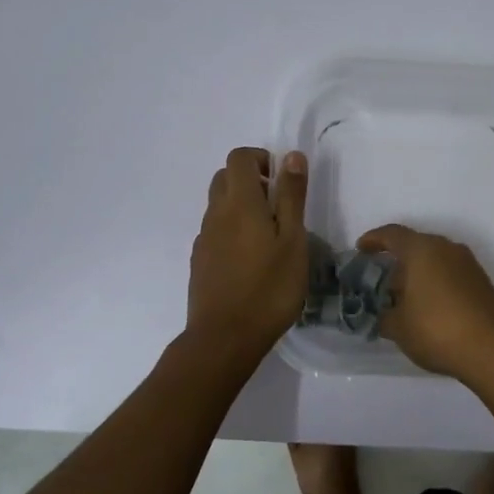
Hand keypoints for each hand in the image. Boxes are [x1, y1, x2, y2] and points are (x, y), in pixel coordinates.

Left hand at [187, 147, 309, 355]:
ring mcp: (204, 238)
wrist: (224, 338)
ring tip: (268, 237)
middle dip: (251, 180)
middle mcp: (216, 213)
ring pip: (218, 205)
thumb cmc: (269, 288)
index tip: (282, 182)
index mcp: (240, 202)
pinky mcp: (199, 261)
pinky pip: (215, 230)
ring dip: (241, 206)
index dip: (261, 159)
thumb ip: (291, 195)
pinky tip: (250, 260)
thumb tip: (290, 156)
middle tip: (278, 207)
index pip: (239, 157)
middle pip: (225, 177)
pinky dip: (231, 230)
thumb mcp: (293, 240)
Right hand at [355, 225, 493, 379]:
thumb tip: (384, 314)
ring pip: (434, 260)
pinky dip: (435, 284)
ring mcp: (468, 264)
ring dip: (417, 274)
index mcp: (421, 249)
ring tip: (403, 300)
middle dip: (396, 262)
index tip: (361, 250)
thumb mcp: (399, 327)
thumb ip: (384, 316)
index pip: (392, 234)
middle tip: (380, 282)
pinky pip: (450, 274)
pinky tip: (427, 309)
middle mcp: (446, 248)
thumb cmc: (437, 329)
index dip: (373, 240)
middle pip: (415, 246)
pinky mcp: (481, 282)